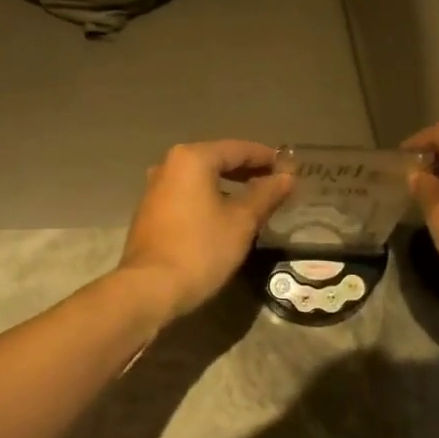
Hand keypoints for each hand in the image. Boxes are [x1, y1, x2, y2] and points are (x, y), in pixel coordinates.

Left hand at [118, 140, 294, 322]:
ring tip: (254, 199)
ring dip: (228, 184)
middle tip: (275, 183)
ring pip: (200, 177)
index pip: (238, 149)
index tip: (289, 167)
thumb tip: (287, 176)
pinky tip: (224, 213)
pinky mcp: (150, 210)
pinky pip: (187, 193)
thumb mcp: (242, 222)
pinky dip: (209, 196)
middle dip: (247, 170)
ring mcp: (155, 187)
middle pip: (217, 159)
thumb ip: (266, 194)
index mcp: (192, 159)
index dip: (266, 157)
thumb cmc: (201, 249)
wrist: (149, 288)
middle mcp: (169, 165)